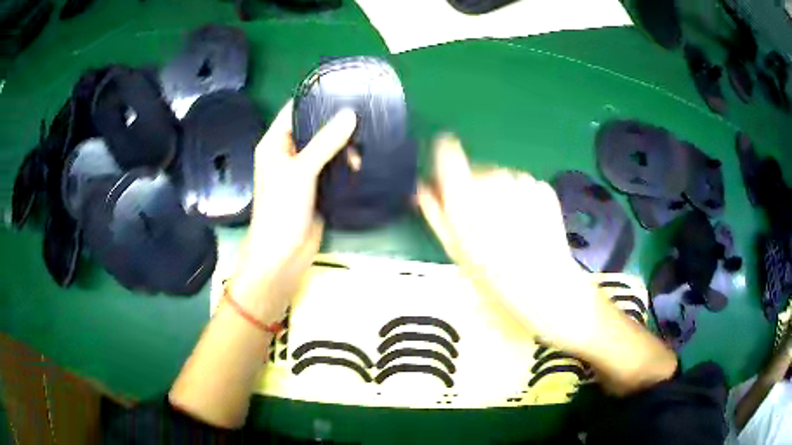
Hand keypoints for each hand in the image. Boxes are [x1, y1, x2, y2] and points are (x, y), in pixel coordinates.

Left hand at [229, 101, 356, 322]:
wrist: (284, 255)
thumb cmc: (281, 210)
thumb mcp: (301, 171)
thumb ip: (325, 142)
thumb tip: (350, 114)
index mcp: (275, 143)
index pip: (294, 111)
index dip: (315, 99)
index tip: (343, 89)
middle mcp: (288, 153)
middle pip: (313, 128)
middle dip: (335, 122)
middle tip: (364, 114)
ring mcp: (303, 171)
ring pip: (326, 148)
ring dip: (344, 144)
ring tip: (367, 140)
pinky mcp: (317, 187)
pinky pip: (333, 167)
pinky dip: (347, 163)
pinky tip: (364, 159)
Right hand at [417, 135, 602, 352]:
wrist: (542, 286)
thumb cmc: (493, 276)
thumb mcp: (455, 249)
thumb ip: (436, 213)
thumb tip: (422, 187)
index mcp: (464, 195)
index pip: (448, 154)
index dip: (445, 156)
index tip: (447, 168)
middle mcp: (491, 178)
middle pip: (477, 170)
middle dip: (477, 189)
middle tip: (484, 222)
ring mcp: (520, 181)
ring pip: (502, 178)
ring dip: (501, 195)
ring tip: (508, 227)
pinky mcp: (542, 187)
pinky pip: (524, 186)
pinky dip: (522, 199)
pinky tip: (527, 225)